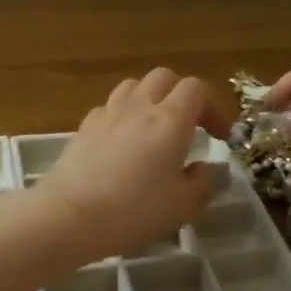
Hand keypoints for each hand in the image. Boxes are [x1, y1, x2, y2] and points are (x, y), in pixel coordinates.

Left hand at [31, 69, 229, 262]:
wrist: (70, 214)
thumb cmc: (134, 210)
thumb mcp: (183, 205)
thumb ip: (204, 182)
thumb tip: (209, 168)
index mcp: (170, 120)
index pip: (196, 88)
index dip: (213, 107)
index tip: (219, 136)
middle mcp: (140, 106)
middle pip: (165, 77)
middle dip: (182, 95)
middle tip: (189, 125)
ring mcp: (109, 112)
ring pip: (135, 85)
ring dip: (151, 98)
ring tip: (155, 127)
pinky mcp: (85, 124)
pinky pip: (111, 106)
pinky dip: (124, 114)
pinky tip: (123, 140)